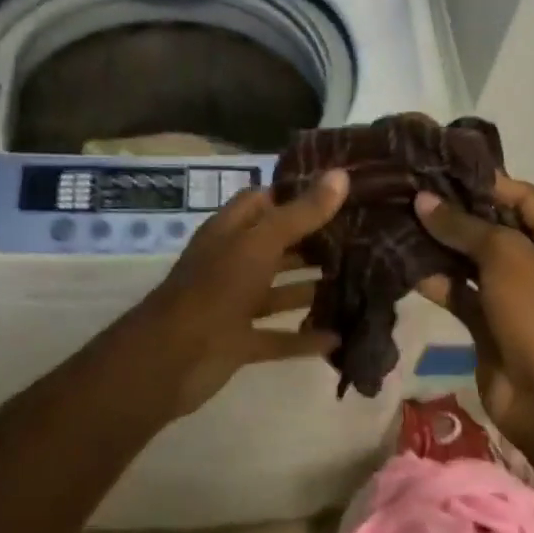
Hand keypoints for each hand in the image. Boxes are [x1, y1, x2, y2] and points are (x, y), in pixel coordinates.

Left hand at [126, 170, 349, 419]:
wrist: (173, 358)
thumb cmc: (217, 287)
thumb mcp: (261, 243)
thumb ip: (301, 213)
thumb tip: (340, 175)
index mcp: (230, 231)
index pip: (262, 201)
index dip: (294, 194)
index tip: (336, 192)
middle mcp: (232, 263)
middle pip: (276, 245)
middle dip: (312, 242)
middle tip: (360, 237)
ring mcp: (234, 304)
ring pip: (279, 291)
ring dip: (310, 288)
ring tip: (357, 282)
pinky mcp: (240, 342)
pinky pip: (278, 336)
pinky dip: (303, 338)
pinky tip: (337, 337)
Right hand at [413, 175, 533, 449]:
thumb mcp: (506, 258)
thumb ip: (464, 226)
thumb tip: (423, 200)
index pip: (521, 196)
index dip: (483, 181)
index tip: (439, 169)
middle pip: (493, 226)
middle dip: (454, 212)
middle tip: (409, 191)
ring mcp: (512, 295)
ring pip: (471, 260)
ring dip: (439, 244)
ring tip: (398, 219)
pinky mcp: (487, 322)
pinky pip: (459, 292)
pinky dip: (435, 279)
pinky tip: (402, 262)